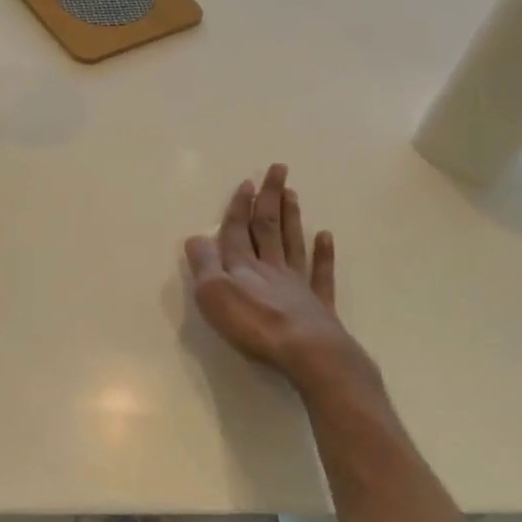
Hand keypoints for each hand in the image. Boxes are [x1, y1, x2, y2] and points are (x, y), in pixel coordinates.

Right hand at [185, 164, 372, 392]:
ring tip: (293, 194)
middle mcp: (271, 268)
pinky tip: (325, 237)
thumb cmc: (253, 324)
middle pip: (268, 227)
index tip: (247, 182)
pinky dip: (324, 254)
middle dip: (270, 198)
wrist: (305, 351)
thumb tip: (196, 237)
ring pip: (292, 243)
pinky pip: (321, 274)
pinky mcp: (318, 304)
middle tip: (278, 170)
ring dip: (291, 218)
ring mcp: (297, 284)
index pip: (238, 230)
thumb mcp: (214, 294)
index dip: (240, 207)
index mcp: (243, 266)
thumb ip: (204, 264)